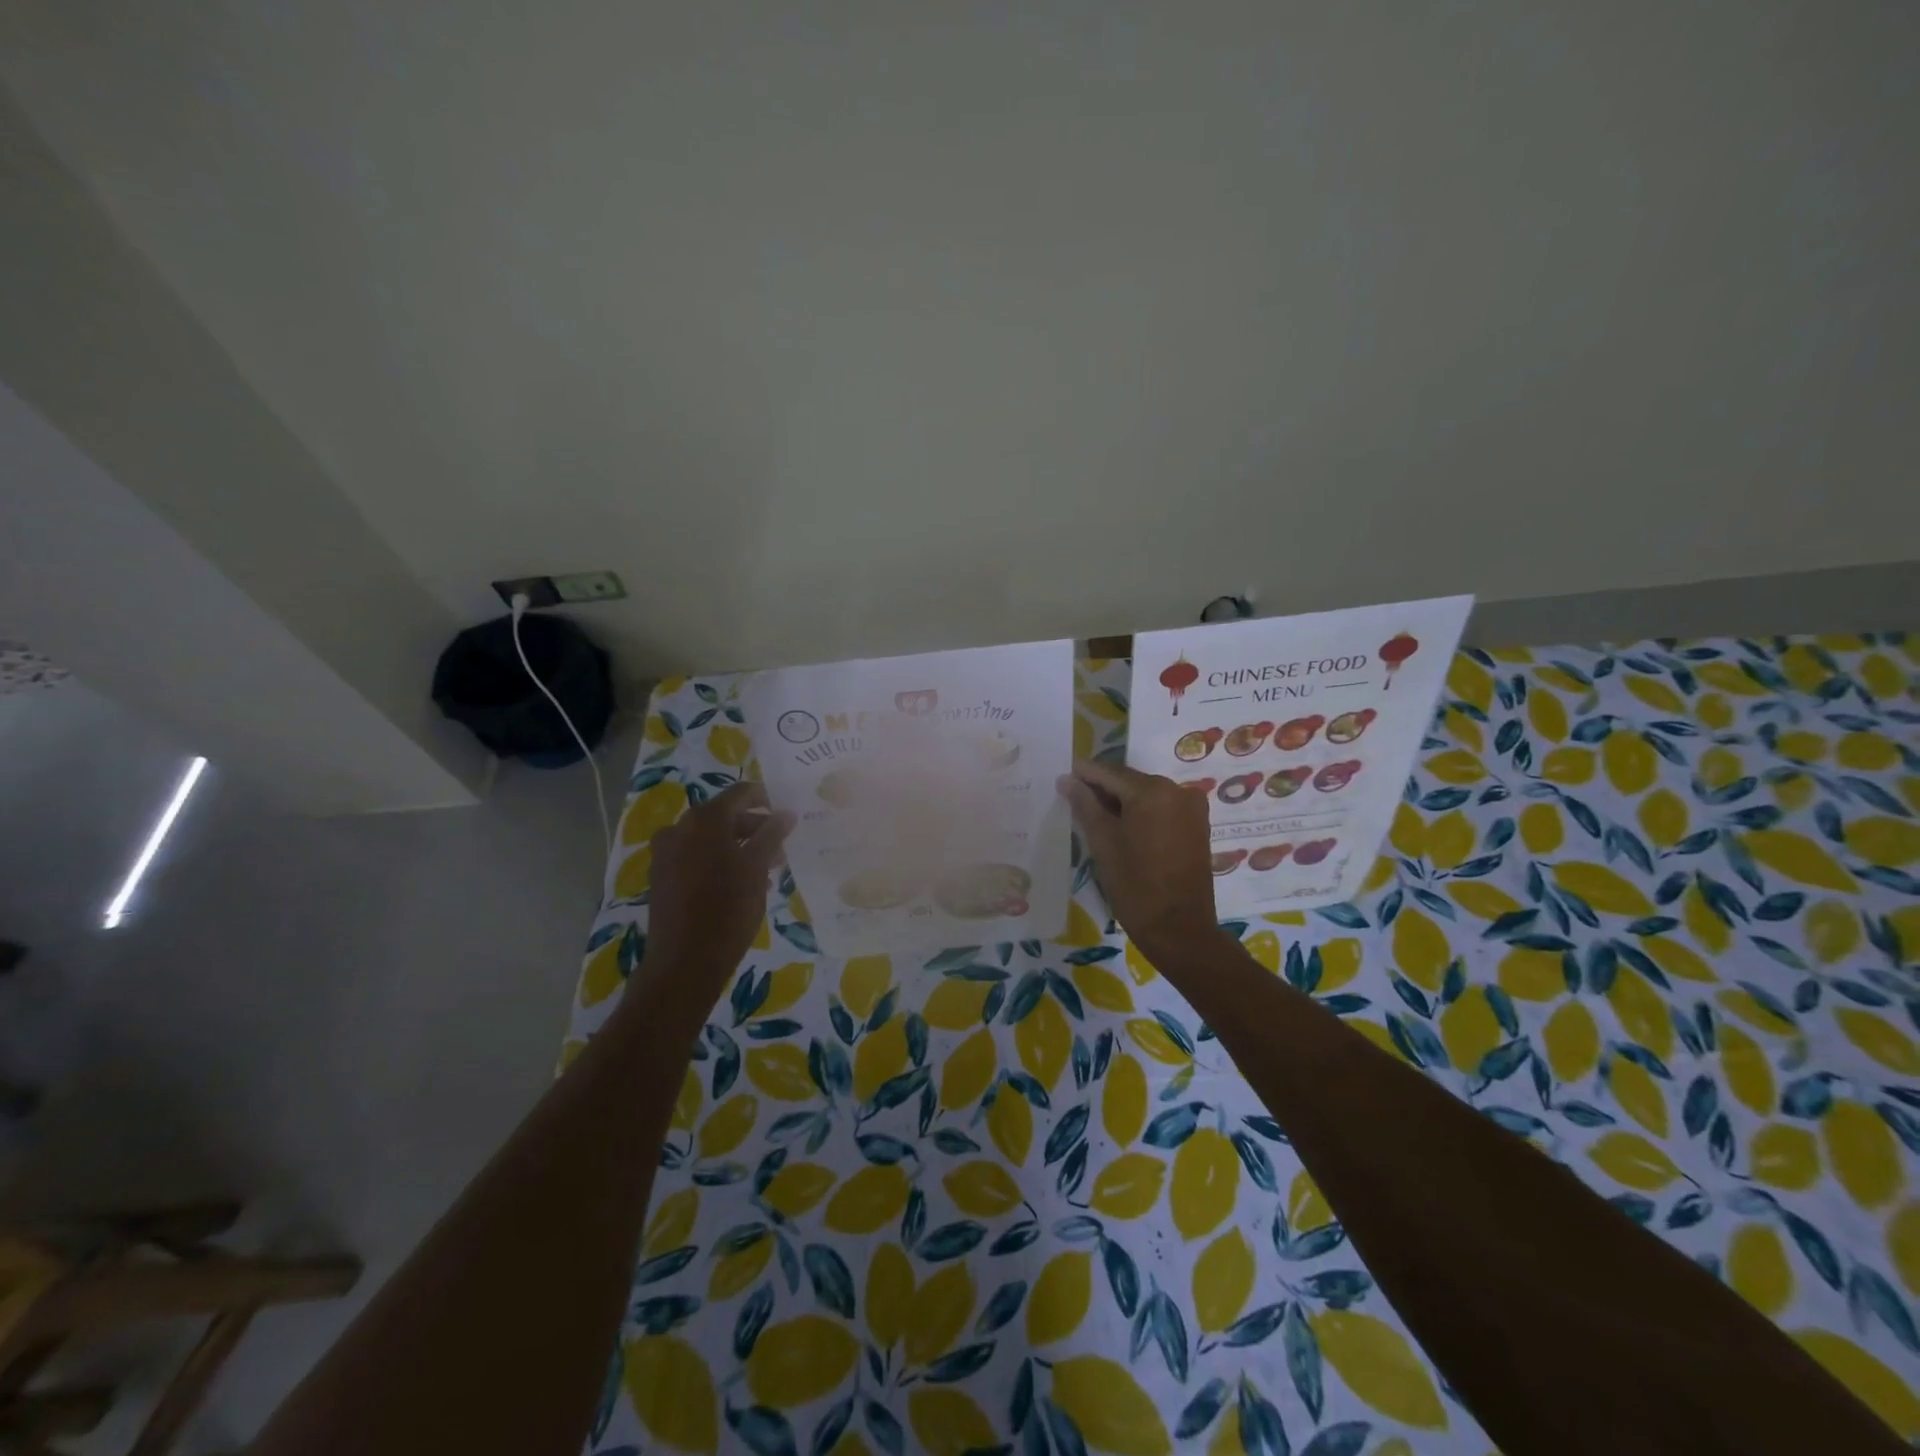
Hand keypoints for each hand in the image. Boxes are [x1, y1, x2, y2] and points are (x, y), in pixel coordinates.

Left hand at [640, 782, 794, 1001]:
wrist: (685, 961)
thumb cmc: (728, 909)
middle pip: (725, 816)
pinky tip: (738, 885)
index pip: (741, 793)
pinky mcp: (661, 876)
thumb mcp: (757, 868)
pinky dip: (718, 862)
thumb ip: (772, 835)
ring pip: (710, 839)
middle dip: (754, 829)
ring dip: (738, 848)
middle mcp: (680, 827)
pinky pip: (695, 857)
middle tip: (779, 851)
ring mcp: (666, 852)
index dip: (766, 799)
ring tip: (764, 872)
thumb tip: (786, 813)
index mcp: (705, 819)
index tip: (785, 817)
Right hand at [1057, 761, 1221, 963]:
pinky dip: (1142, 813)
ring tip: (1095, 816)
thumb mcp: (1103, 844)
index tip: (1064, 776)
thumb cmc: (1135, 886)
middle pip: (1130, 781)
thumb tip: (1068, 780)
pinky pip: (1163, 808)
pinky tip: (1122, 827)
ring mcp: (1192, 808)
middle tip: (1075, 799)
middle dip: (1103, 788)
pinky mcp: (1198, 826)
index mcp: (1153, 791)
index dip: (1085, 773)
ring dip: (1122, 802)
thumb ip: (1085, 806)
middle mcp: (1177, 790)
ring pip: (1147, 795)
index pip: (1110, 773)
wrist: (1179, 930)